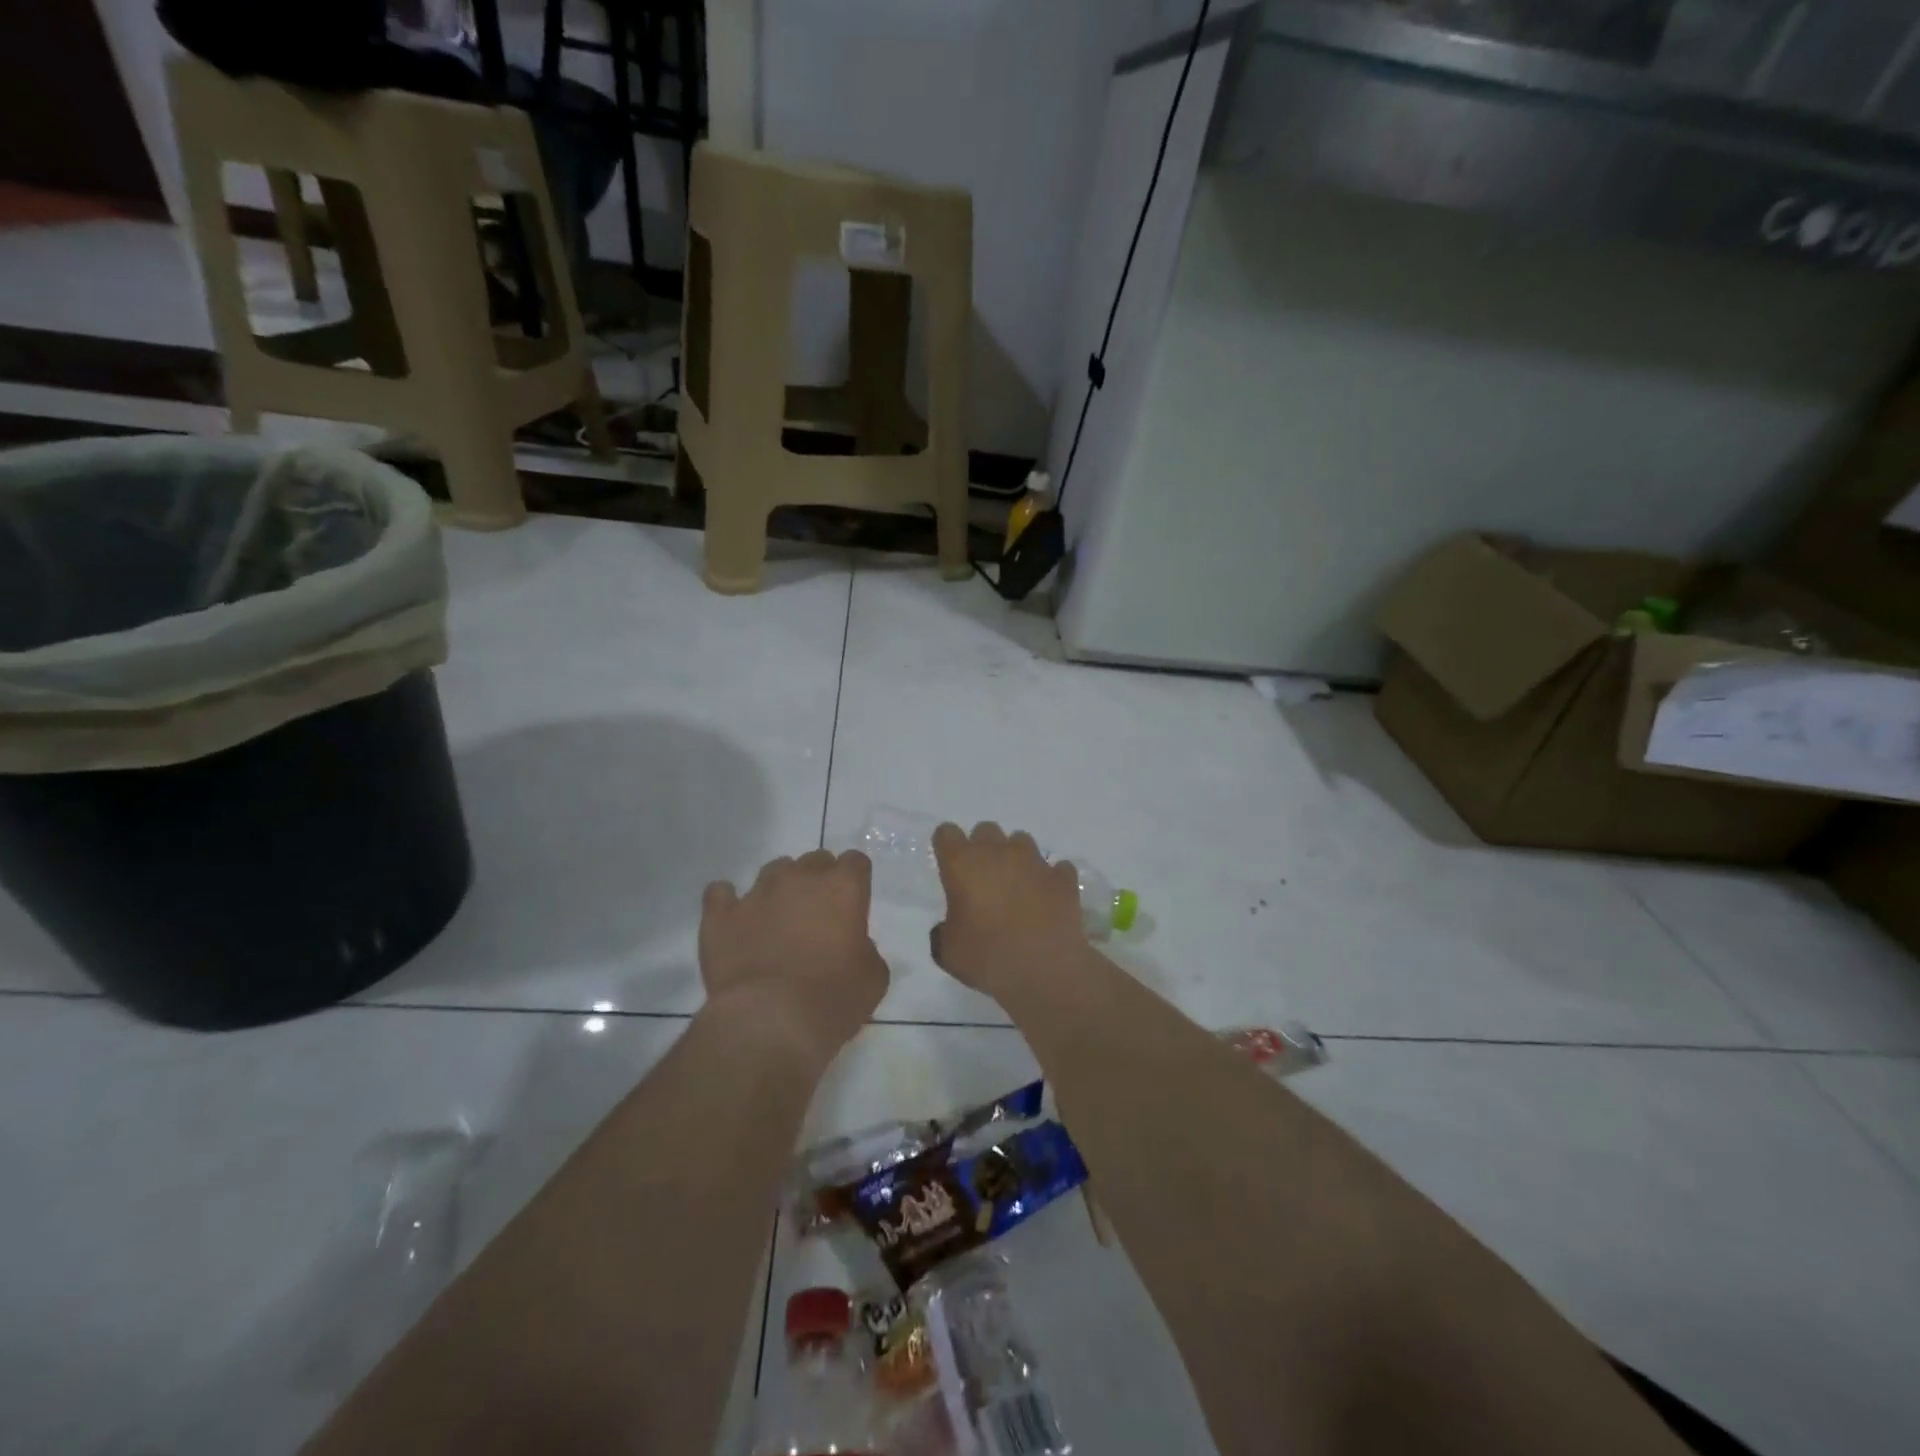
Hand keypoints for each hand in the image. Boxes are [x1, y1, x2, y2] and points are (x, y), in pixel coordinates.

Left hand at [700, 850, 887, 1060]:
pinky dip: (728, 902)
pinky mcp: (721, 915)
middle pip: (814, 860)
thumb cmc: (833, 999)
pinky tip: (734, 919)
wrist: (770, 1021)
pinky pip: (720, 893)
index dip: (855, 881)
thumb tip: (852, 945)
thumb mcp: (873, 977)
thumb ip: (865, 948)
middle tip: (818, 914)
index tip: (853, 903)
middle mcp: (800, 878)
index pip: (855, 861)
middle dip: (819, 880)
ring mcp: (757, 893)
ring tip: (778, 918)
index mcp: (844, 888)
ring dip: (780, 888)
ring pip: (773, 870)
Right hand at [930, 822, 1085, 998]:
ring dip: (1016, 857)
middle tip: (983, 878)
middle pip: (986, 830)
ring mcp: (1034, 861)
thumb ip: (943, 932)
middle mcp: (998, 852)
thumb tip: (948, 927)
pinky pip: (1055, 867)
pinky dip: (1050, 878)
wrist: (1046, 969)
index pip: (946, 833)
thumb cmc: (988, 957)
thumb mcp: (948, 953)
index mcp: (962, 864)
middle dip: (983, 847)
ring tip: (1018, 885)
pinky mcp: (1062, 877)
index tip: (950, 865)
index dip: (947, 846)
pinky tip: (1048, 898)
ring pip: (1021, 840)